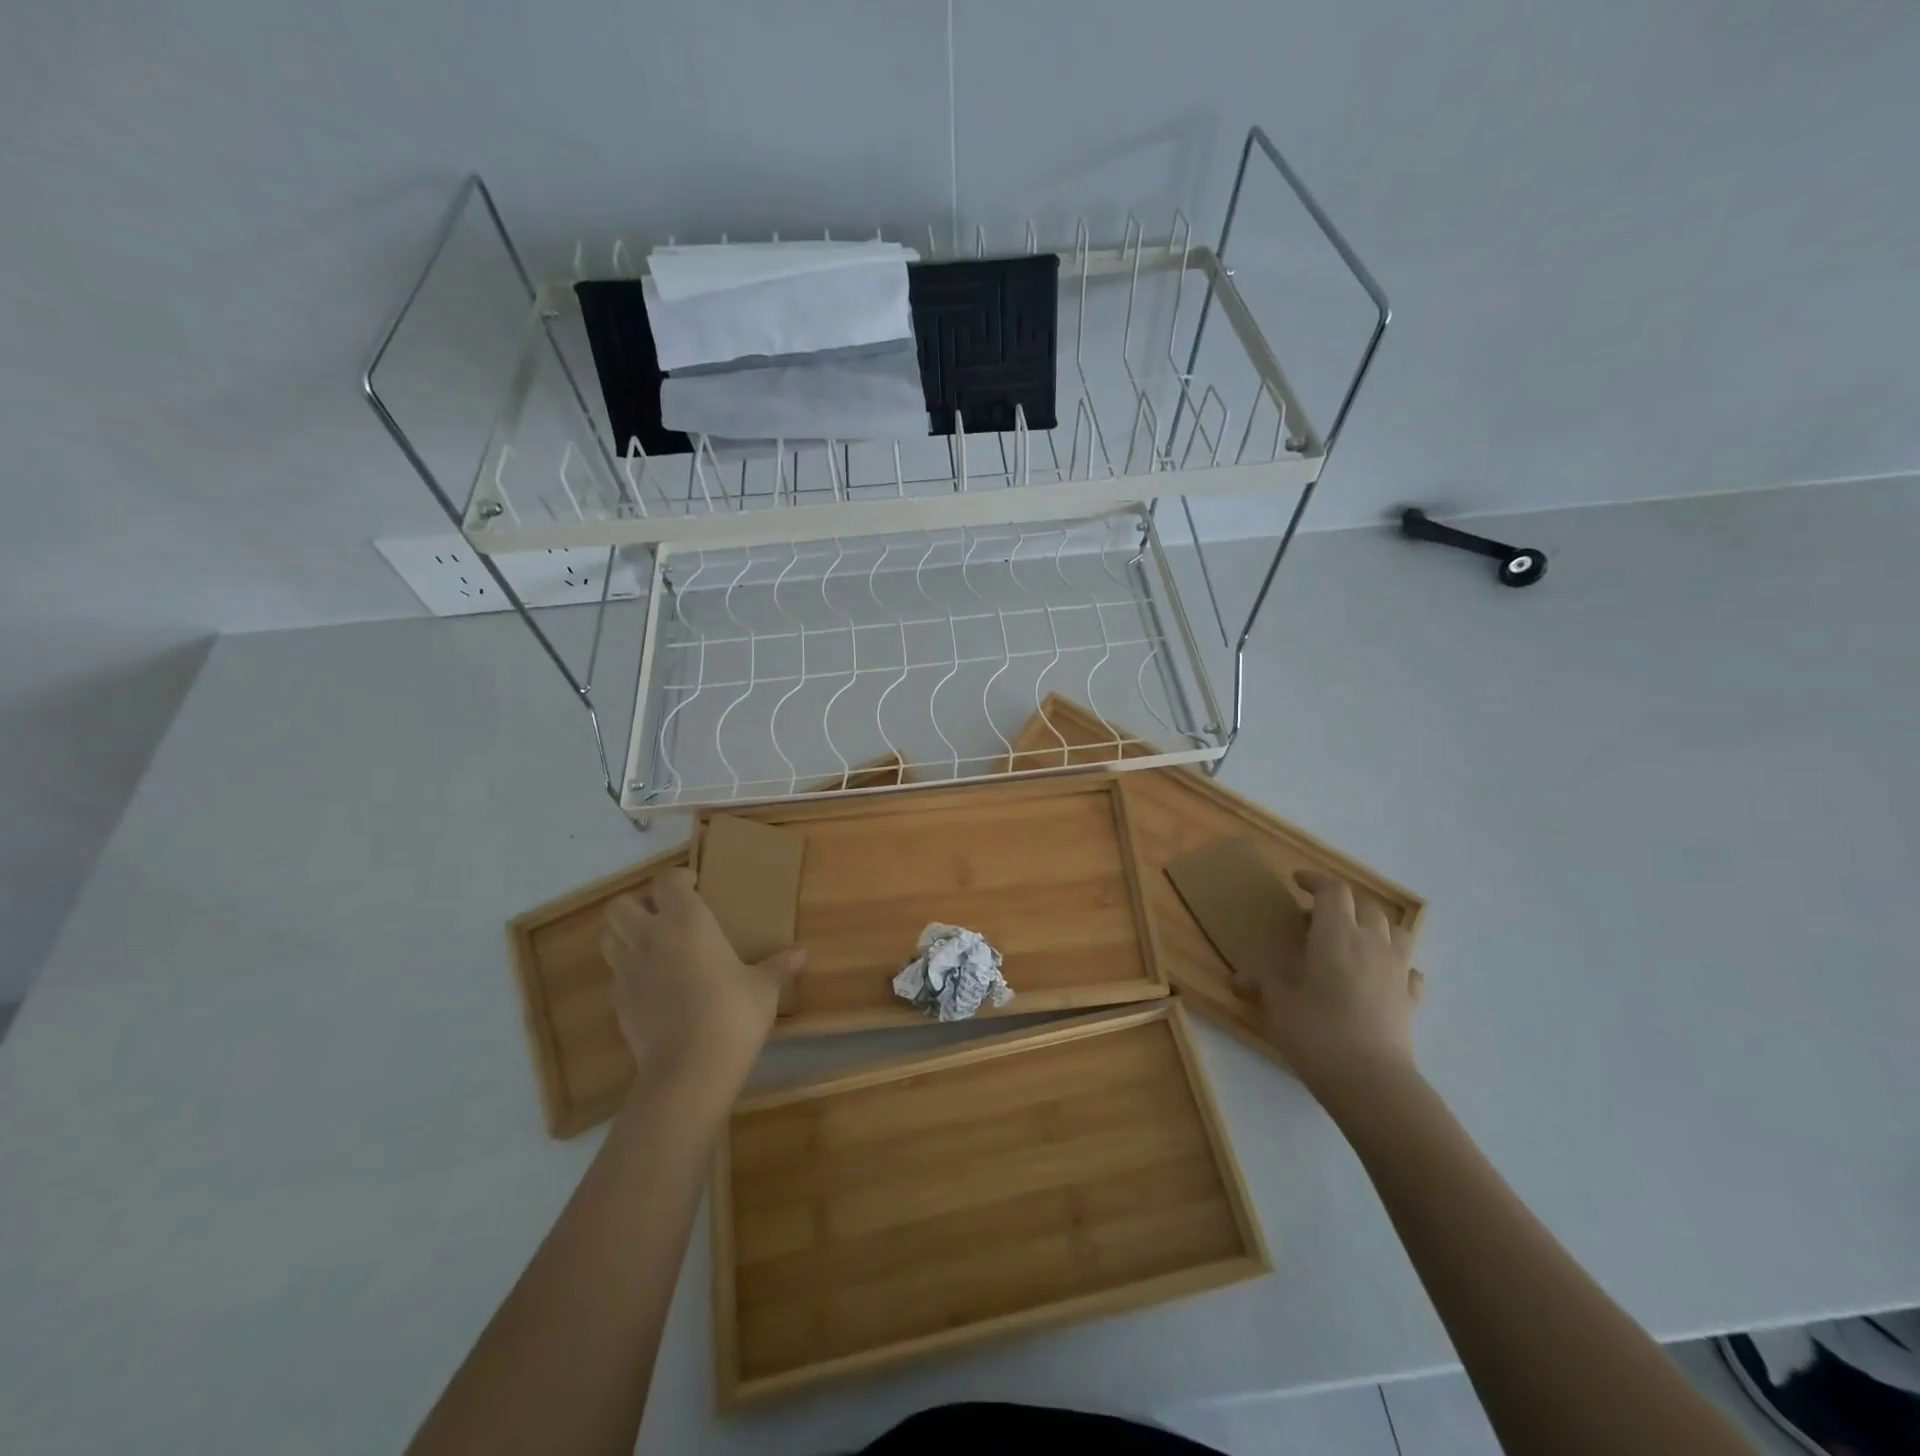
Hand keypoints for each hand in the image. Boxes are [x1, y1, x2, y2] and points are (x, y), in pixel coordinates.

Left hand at [599, 868, 805, 1097]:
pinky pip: (615, 972)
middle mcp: (650, 937)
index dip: (678, 879)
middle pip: (621, 905)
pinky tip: (653, 981)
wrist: (689, 1069)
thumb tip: (802, 953)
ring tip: (652, 942)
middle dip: (639, 903)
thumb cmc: (732, 1013)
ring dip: (625, 932)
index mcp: (685, 922)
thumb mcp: (763, 988)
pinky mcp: (618, 1002)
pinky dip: (628, 967)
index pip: (666, 882)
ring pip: (608, 936)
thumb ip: (777, 966)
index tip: (695, 885)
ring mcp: (627, 971)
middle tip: (665, 913)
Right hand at [1248, 871, 1422, 1096]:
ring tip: (1353, 938)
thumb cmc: (1316, 1031)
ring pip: (1395, 931)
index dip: (1316, 881)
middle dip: (1343, 902)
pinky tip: (1380, 975)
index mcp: (1336, 934)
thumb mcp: (1278, 1005)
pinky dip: (1394, 964)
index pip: (1333, 891)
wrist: (1371, 1081)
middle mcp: (1371, 943)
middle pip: (1366, 905)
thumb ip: (1262, 985)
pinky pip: (1408, 969)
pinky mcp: (1411, 999)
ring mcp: (1397, 971)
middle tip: (1317, 914)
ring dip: (1374, 926)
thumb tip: (1238, 978)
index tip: (1297, 881)